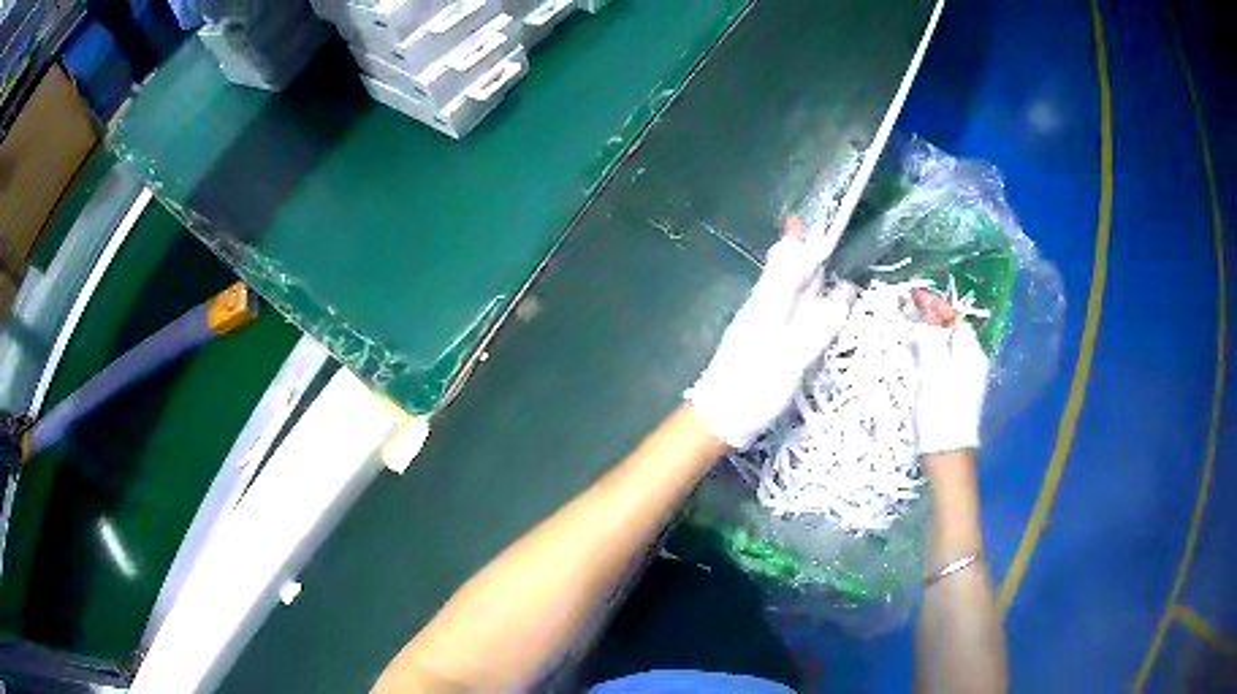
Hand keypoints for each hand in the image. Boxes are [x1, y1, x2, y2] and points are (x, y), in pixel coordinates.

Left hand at [687, 218, 854, 448]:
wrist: (718, 417)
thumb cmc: (754, 387)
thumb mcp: (793, 359)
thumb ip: (819, 325)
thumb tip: (844, 291)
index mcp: (769, 304)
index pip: (786, 262)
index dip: (798, 242)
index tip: (807, 222)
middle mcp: (762, 306)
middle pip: (782, 271)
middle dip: (800, 253)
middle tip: (815, 237)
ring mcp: (757, 323)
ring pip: (781, 289)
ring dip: (799, 276)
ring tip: (819, 268)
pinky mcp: (757, 341)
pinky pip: (780, 309)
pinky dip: (796, 300)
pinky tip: (807, 307)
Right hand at [912, 290, 989, 455]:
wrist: (947, 458)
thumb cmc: (941, 412)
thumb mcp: (933, 371)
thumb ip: (930, 338)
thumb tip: (927, 310)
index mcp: (970, 353)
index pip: (953, 318)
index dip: (934, 304)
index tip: (911, 295)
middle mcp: (972, 363)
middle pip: (951, 332)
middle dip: (931, 318)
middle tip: (907, 311)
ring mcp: (965, 380)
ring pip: (946, 348)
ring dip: (929, 336)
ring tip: (909, 331)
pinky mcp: (955, 395)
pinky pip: (943, 364)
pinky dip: (930, 355)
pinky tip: (917, 361)